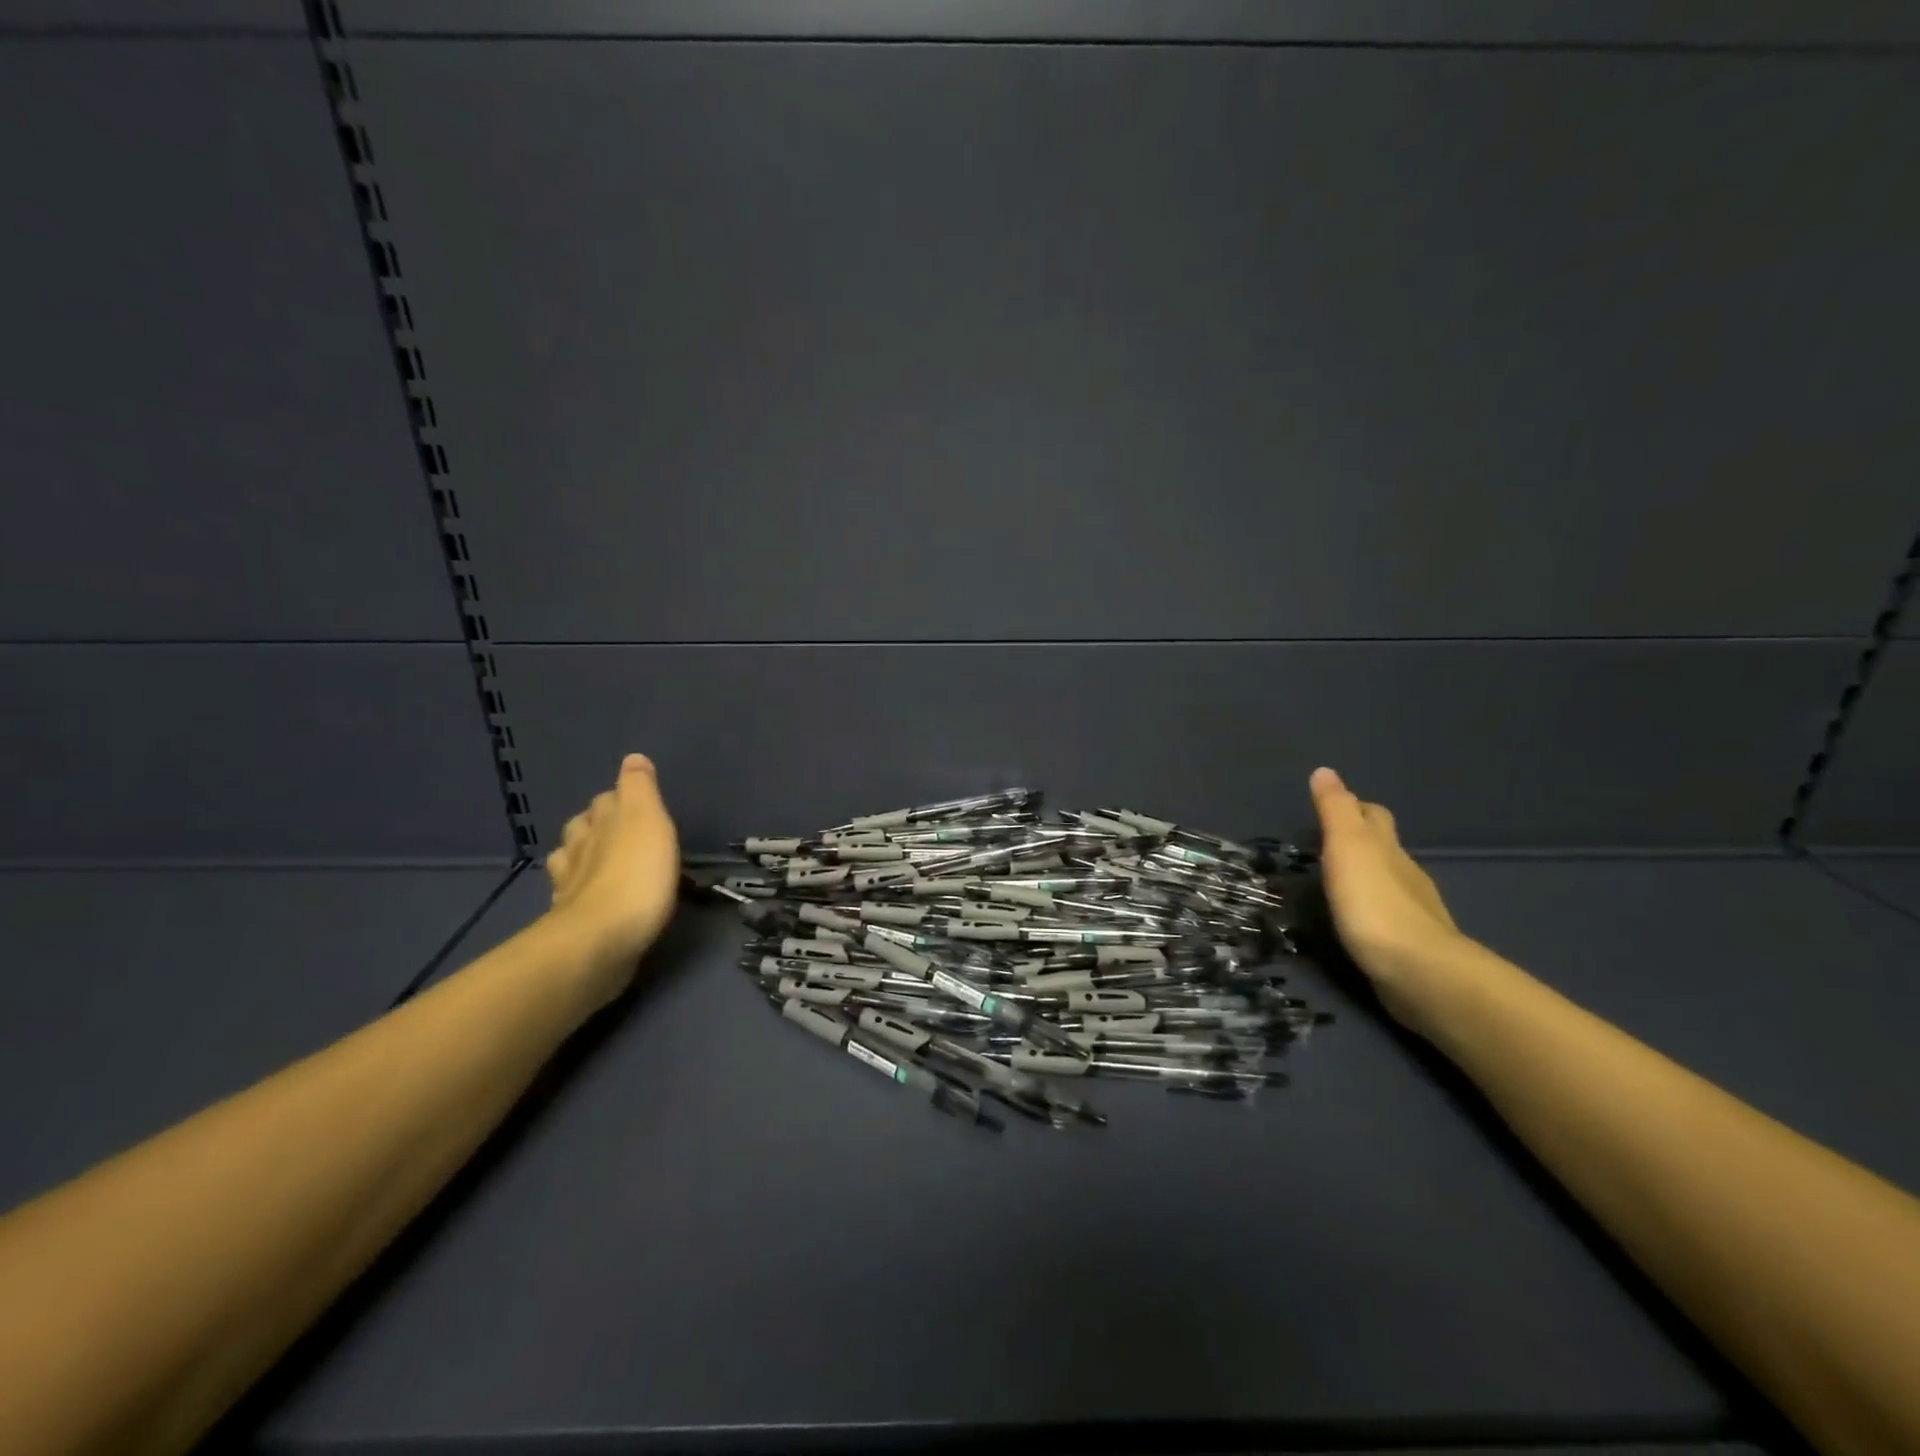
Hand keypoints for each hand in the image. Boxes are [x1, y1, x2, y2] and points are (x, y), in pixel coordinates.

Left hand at [544, 754, 680, 1005]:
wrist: (602, 941)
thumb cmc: (636, 875)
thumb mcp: (647, 819)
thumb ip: (640, 789)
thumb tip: (633, 758)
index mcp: (599, 823)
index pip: (606, 799)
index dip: (619, 798)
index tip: (634, 799)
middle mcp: (579, 850)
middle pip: (583, 829)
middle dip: (595, 825)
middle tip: (616, 829)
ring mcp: (571, 888)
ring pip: (572, 862)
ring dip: (582, 858)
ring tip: (597, 861)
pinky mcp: (573, 922)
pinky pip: (575, 898)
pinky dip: (582, 893)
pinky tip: (591, 899)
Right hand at [1309, 767, 1465, 1026]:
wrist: (1419, 972)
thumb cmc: (1373, 903)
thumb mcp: (1347, 846)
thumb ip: (1336, 810)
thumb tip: (1326, 770)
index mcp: (1387, 847)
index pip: (1374, 815)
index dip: (1356, 807)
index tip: (1333, 808)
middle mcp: (1405, 873)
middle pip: (1386, 846)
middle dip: (1365, 840)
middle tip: (1332, 843)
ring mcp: (1413, 911)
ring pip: (1391, 881)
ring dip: (1369, 877)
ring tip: (1340, 883)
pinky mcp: (1411, 945)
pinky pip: (1390, 915)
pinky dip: (1375, 910)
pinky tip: (1360, 921)